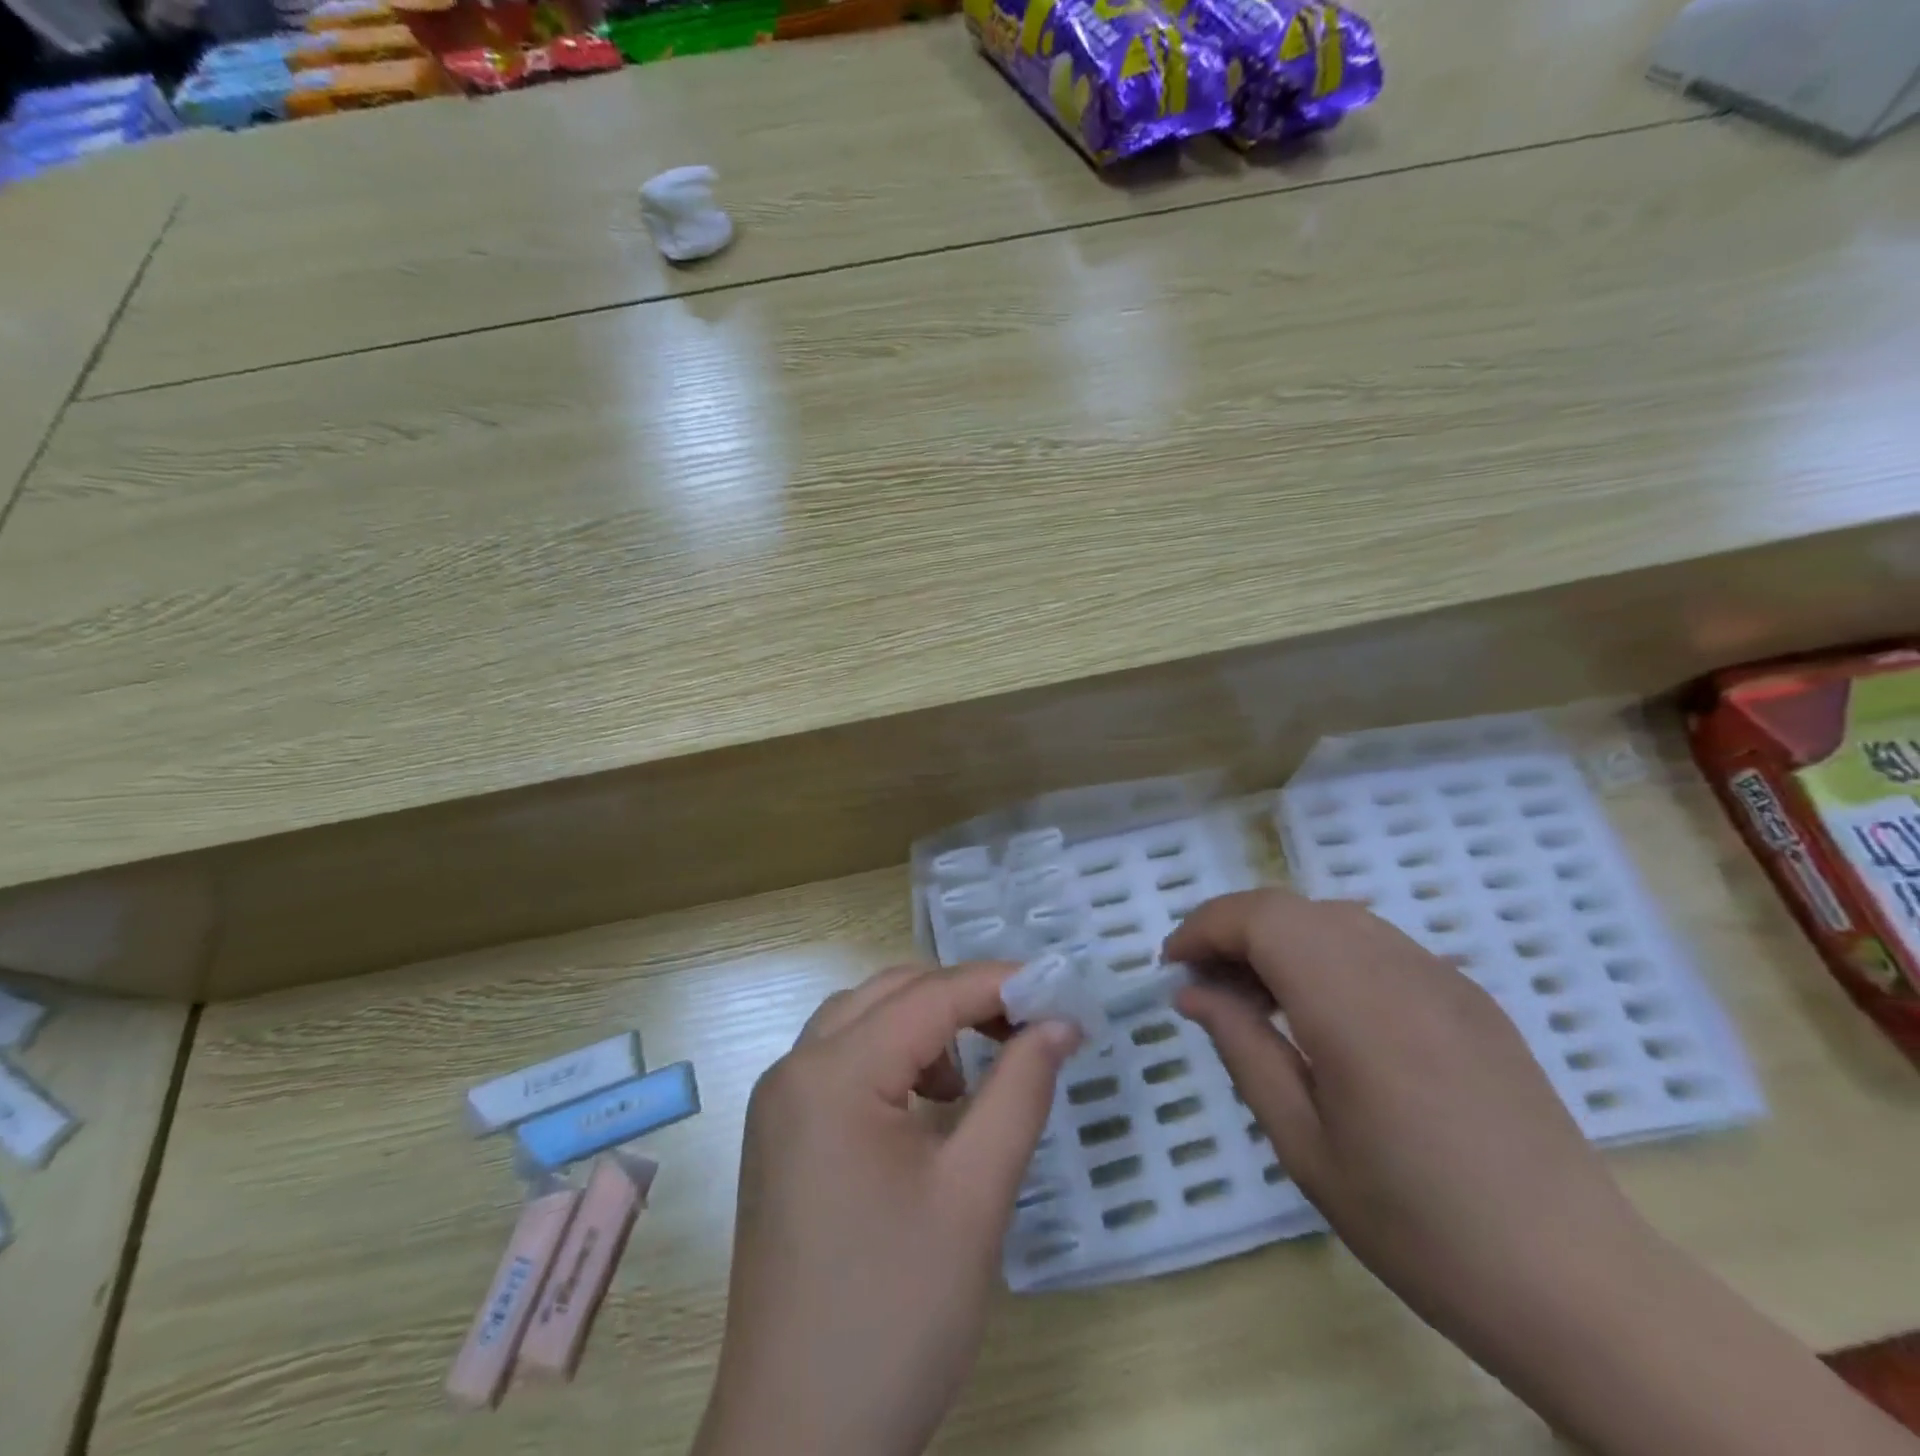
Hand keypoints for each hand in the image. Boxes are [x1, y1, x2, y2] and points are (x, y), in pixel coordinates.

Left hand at [694, 962, 1079, 1455]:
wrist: (799, 1443)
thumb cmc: (895, 1314)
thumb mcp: (976, 1195)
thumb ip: (1021, 1091)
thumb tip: (1060, 1024)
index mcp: (832, 1074)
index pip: (929, 996)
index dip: (1000, 983)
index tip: (1061, 992)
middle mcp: (794, 1069)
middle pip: (889, 994)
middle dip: (961, 998)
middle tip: (1027, 1028)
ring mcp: (778, 1103)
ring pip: (862, 1020)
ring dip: (925, 1026)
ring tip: (974, 1077)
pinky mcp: (780, 1137)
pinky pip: (842, 1062)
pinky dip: (892, 1058)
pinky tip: (927, 1107)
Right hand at [1165, 890, 1650, 1354]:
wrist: (1578, 1284)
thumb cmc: (1419, 1226)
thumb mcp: (1303, 1144)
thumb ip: (1242, 1048)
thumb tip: (1192, 992)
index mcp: (1354, 1006)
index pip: (1260, 918)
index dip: (1205, 928)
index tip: (1174, 968)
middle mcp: (1400, 970)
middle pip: (1293, 908)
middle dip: (1235, 931)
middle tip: (1209, 988)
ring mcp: (1444, 978)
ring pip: (1336, 919)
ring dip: (1282, 940)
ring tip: (1262, 1001)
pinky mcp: (1472, 997)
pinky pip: (1380, 946)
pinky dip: (1330, 955)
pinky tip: (1329, 1016)